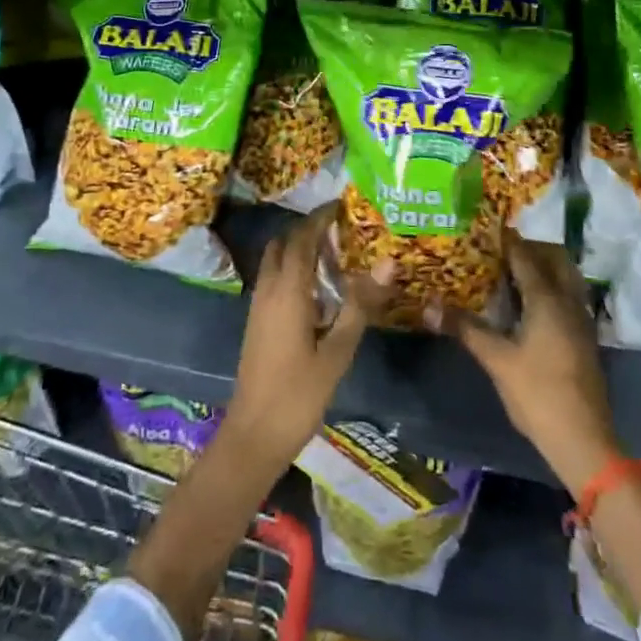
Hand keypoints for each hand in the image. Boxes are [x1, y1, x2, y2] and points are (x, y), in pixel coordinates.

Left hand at [224, 204, 391, 472]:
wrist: (253, 436)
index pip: (303, 238)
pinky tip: (318, 288)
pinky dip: (293, 268)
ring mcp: (258, 305)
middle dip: (310, 229)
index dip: (321, 217)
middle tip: (342, 229)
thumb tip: (387, 263)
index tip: (343, 205)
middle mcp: (269, 289)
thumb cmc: (298, 395)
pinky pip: (274, 278)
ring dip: (299, 248)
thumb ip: (359, 305)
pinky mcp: (257, 321)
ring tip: (335, 254)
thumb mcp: (337, 351)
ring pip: (276, 260)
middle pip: (285, 243)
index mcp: (288, 290)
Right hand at [432, 233, 620, 496]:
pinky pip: (569, 294)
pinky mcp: (584, 336)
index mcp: (547, 298)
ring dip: (544, 265)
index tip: (485, 228)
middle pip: (554, 257)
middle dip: (530, 247)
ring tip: (512, 273)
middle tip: (500, 251)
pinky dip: (551, 285)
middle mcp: (568, 300)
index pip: (525, 256)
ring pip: (566, 275)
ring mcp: (581, 318)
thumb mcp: (496, 360)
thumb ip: (465, 328)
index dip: (506, 239)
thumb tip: (429, 306)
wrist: (584, 439)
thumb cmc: (538, 394)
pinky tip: (529, 304)